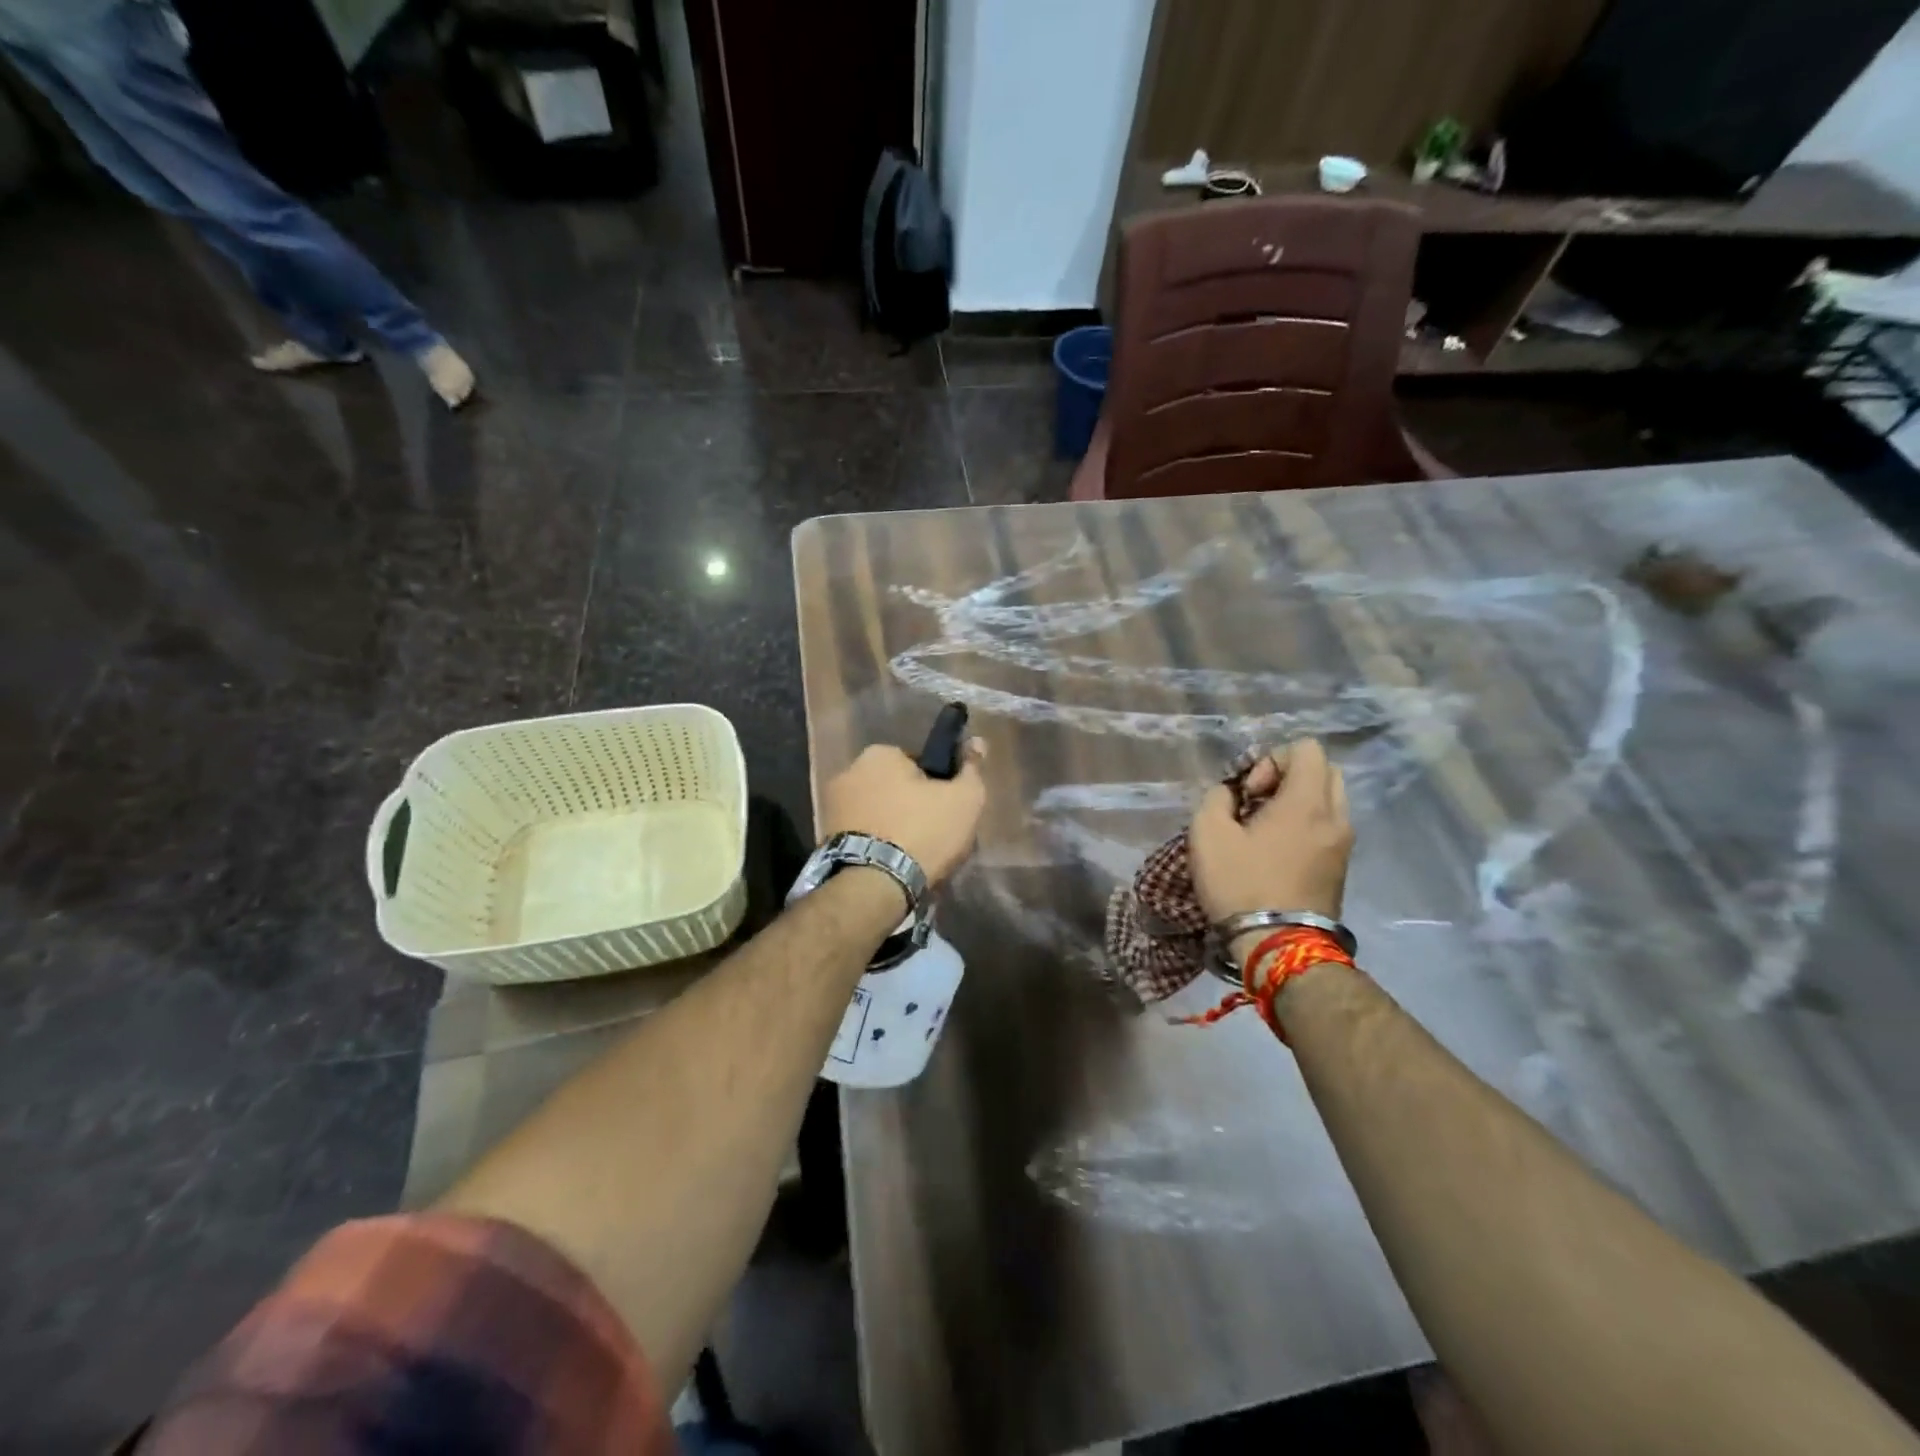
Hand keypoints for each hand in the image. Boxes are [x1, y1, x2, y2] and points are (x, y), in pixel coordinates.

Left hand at [820, 739, 987, 885]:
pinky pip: (862, 834)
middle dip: (910, 806)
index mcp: (880, 754)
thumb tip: (977, 742)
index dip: (937, 787)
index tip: (946, 810)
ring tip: (913, 856)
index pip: (917, 764)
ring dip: (892, 826)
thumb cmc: (923, 831)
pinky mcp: (825, 838)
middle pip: (894, 787)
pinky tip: (892, 865)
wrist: (875, 885)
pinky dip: (876, 845)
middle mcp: (848, 771)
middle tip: (933, 835)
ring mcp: (832, 806)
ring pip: (877, 812)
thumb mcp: (964, 799)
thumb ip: (972, 769)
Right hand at [1190, 738, 1352, 924]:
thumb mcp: (1207, 834)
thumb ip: (1217, 798)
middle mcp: (1336, 816)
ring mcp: (1344, 844)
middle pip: (1324, 770)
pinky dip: (1305, 824)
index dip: (1271, 759)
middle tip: (1258, 803)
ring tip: (1265, 828)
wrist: (1280, 947)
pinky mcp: (1341, 867)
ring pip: (1328, 799)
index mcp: (1307, 802)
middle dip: (1288, 776)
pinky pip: (1328, 825)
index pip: (1306, 749)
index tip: (1250, 792)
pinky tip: (1276, 850)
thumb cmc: (1242, 884)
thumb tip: (1231, 795)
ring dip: (1297, 802)